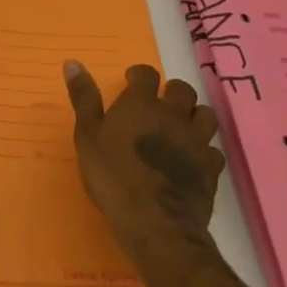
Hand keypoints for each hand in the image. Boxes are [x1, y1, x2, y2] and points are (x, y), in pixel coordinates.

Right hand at [64, 60, 224, 261]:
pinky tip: (193, 159)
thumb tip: (72, 62)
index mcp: (142, 103)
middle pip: (182, 90)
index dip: (139, 75)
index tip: (131, 83)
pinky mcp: (211, 168)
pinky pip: (214, 149)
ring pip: (205, 114)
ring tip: (181, 127)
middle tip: (158, 106)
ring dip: (194, 116)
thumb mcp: (88, 136)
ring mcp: (196, 141)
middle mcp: (173, 115)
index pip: (147, 74)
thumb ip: (83, 98)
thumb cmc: (113, 177)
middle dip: (171, 92)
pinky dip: (205, 150)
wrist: (155, 224)